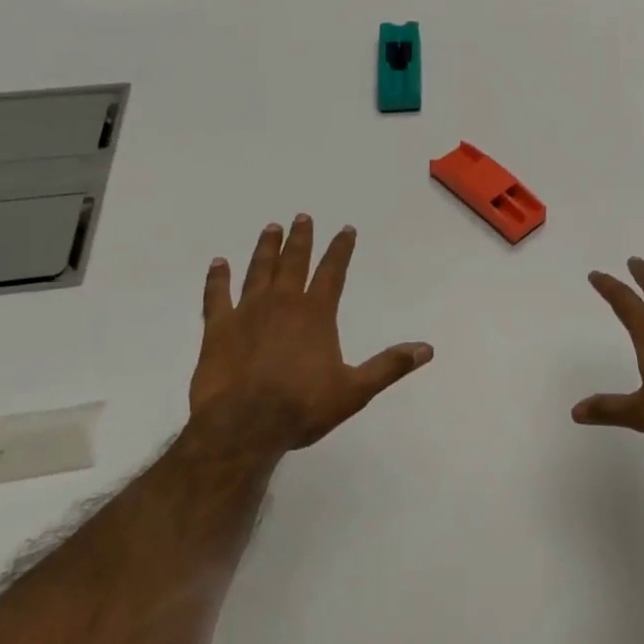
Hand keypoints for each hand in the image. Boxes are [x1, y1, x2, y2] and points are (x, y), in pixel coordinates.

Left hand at [191, 215, 433, 454]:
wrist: (243, 425)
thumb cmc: (302, 406)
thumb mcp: (355, 390)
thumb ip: (390, 366)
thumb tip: (427, 349)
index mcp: (316, 313)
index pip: (333, 271)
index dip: (341, 249)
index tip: (346, 229)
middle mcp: (283, 303)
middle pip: (294, 262)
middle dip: (301, 238)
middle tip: (302, 217)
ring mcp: (247, 312)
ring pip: (258, 270)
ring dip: (265, 248)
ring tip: (271, 227)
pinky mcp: (218, 328)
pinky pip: (216, 295)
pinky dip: (217, 278)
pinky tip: (218, 263)